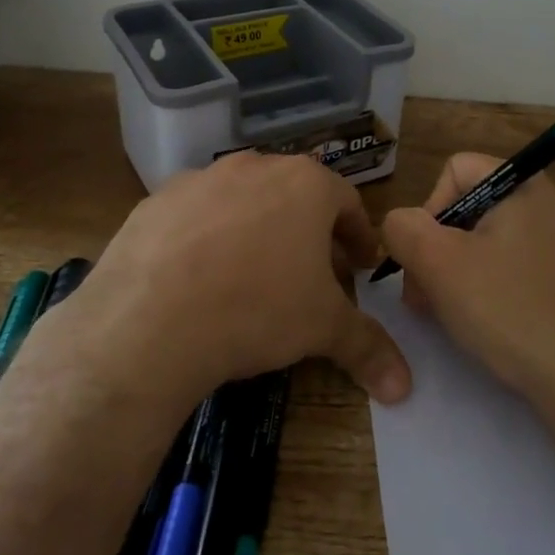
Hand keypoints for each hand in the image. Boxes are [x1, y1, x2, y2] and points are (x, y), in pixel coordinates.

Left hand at [44, 153, 412, 409]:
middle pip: (295, 198)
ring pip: (243, 203)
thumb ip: (368, 346)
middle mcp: (254, 167)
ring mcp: (200, 180)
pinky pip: (195, 217)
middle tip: (313, 276)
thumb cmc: (257, 308)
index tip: (360, 266)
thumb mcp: (322, 328)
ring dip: (258, 232)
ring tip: (255, 278)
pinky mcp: (155, 202)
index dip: (358, 237)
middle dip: (310, 235)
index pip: (348, 203)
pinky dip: (207, 240)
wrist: (150, 320)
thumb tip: (404, 387)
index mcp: (305, 183)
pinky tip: (200, 280)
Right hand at [380, 152, 554, 414]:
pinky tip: (483, 325)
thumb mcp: (438, 263)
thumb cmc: (509, 308)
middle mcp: (548, 205)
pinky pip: (514, 270)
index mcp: (523, 185)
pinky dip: (489, 290)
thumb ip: (403, 228)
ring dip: (457, 273)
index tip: (424, 256)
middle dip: (437, 248)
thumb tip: (399, 224)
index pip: (456, 169)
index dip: (428, 208)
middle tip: (423, 296)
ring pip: (488, 243)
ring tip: (447, 315)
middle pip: (470, 209)